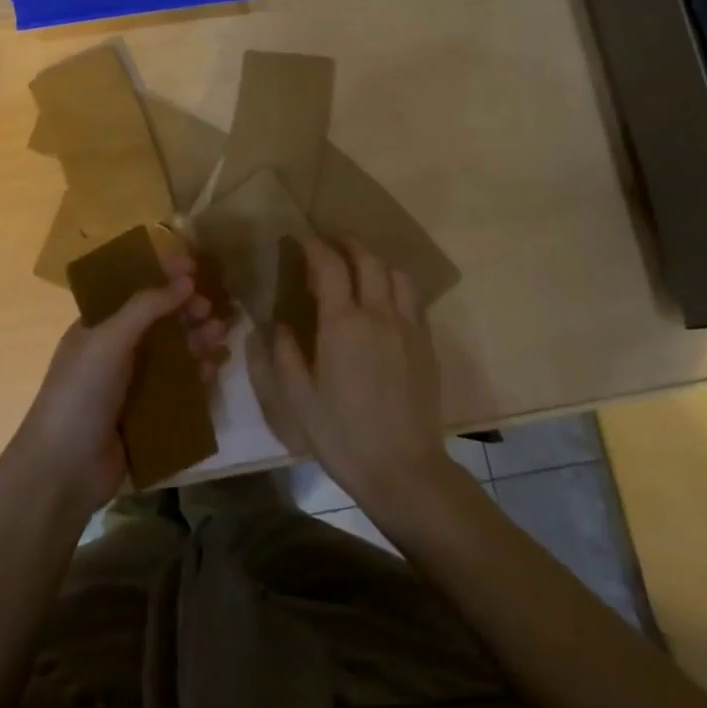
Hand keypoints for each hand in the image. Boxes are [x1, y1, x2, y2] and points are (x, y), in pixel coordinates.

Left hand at [7, 240, 227, 513]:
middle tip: (212, 309)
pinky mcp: (147, 415)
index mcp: (97, 327)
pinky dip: (196, 376)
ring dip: (196, 341)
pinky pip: (178, 388)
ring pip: (172, 354)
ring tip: (220, 336)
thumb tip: (186, 279)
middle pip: (158, 322)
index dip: (162, 277)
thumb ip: (146, 307)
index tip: (194, 268)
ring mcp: (131, 384)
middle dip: (186, 312)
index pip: (133, 291)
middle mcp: (115, 351)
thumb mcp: (108, 341)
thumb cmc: (80, 393)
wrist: (63, 470)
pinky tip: (213, 370)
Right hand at [267, 237, 455, 510]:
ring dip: (375, 260)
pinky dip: (395, 284)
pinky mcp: (426, 343)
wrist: (403, 468)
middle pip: (367, 259)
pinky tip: (384, 299)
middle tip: (329, 242)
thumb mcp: (298, 398)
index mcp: (342, 324)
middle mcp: (379, 314)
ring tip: (359, 267)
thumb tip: (280, 325)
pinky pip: (413, 298)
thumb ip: (285, 354)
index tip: (301, 239)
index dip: (314, 246)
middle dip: (347, 243)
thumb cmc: (342, 435)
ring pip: (396, 273)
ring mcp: (408, 326)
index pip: (330, 265)